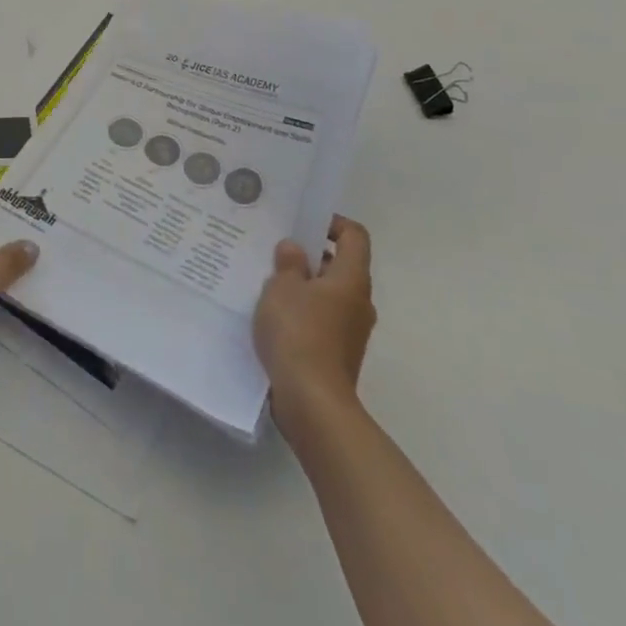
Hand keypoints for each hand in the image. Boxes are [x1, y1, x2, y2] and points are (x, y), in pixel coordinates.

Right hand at [254, 216, 375, 439]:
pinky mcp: (337, 353)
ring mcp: (350, 330)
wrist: (312, 402)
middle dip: (308, 255)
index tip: (301, 223)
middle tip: (274, 250)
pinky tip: (272, 314)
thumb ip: (288, 263)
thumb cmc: (298, 332)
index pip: (354, 236)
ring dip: (302, 285)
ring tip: (266, 281)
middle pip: (339, 265)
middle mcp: (358, 302)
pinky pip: (321, 319)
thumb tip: (295, 249)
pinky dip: (301, 311)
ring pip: (327, 294)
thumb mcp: (282, 287)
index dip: (331, 223)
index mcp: (351, 279)